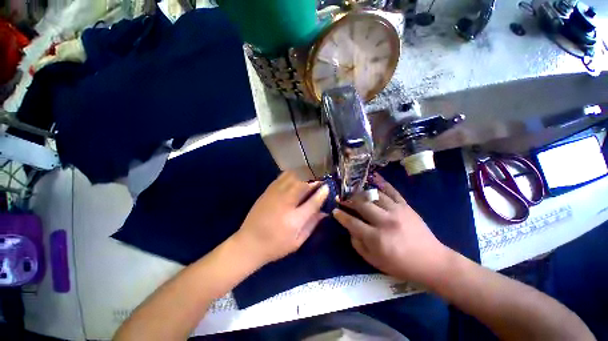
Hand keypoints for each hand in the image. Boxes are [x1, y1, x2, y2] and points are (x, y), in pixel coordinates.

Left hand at [234, 172, 328, 264]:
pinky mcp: (267, 192)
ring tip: (306, 183)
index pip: (313, 202)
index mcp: (294, 220)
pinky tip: (293, 181)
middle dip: (313, 183)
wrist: (248, 244)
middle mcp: (285, 204)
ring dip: (302, 179)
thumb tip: (324, 212)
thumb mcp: (297, 242)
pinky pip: (281, 178)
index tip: (327, 188)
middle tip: (317, 185)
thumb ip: (312, 225)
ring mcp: (274, 195)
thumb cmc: (275, 246)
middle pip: (303, 186)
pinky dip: (291, 177)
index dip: (322, 193)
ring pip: (292, 178)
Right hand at [333, 173, 451, 284]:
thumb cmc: (401, 265)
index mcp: (377, 238)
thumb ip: (358, 245)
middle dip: (348, 200)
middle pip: (361, 205)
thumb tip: (350, 229)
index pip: (352, 222)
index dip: (341, 216)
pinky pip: (392, 191)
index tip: (334, 210)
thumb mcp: (375, 262)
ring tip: (353, 191)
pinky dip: (382, 183)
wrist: (432, 262)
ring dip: (361, 193)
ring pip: (374, 196)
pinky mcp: (406, 206)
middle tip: (341, 198)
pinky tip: (373, 176)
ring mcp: (397, 211)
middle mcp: (385, 221)